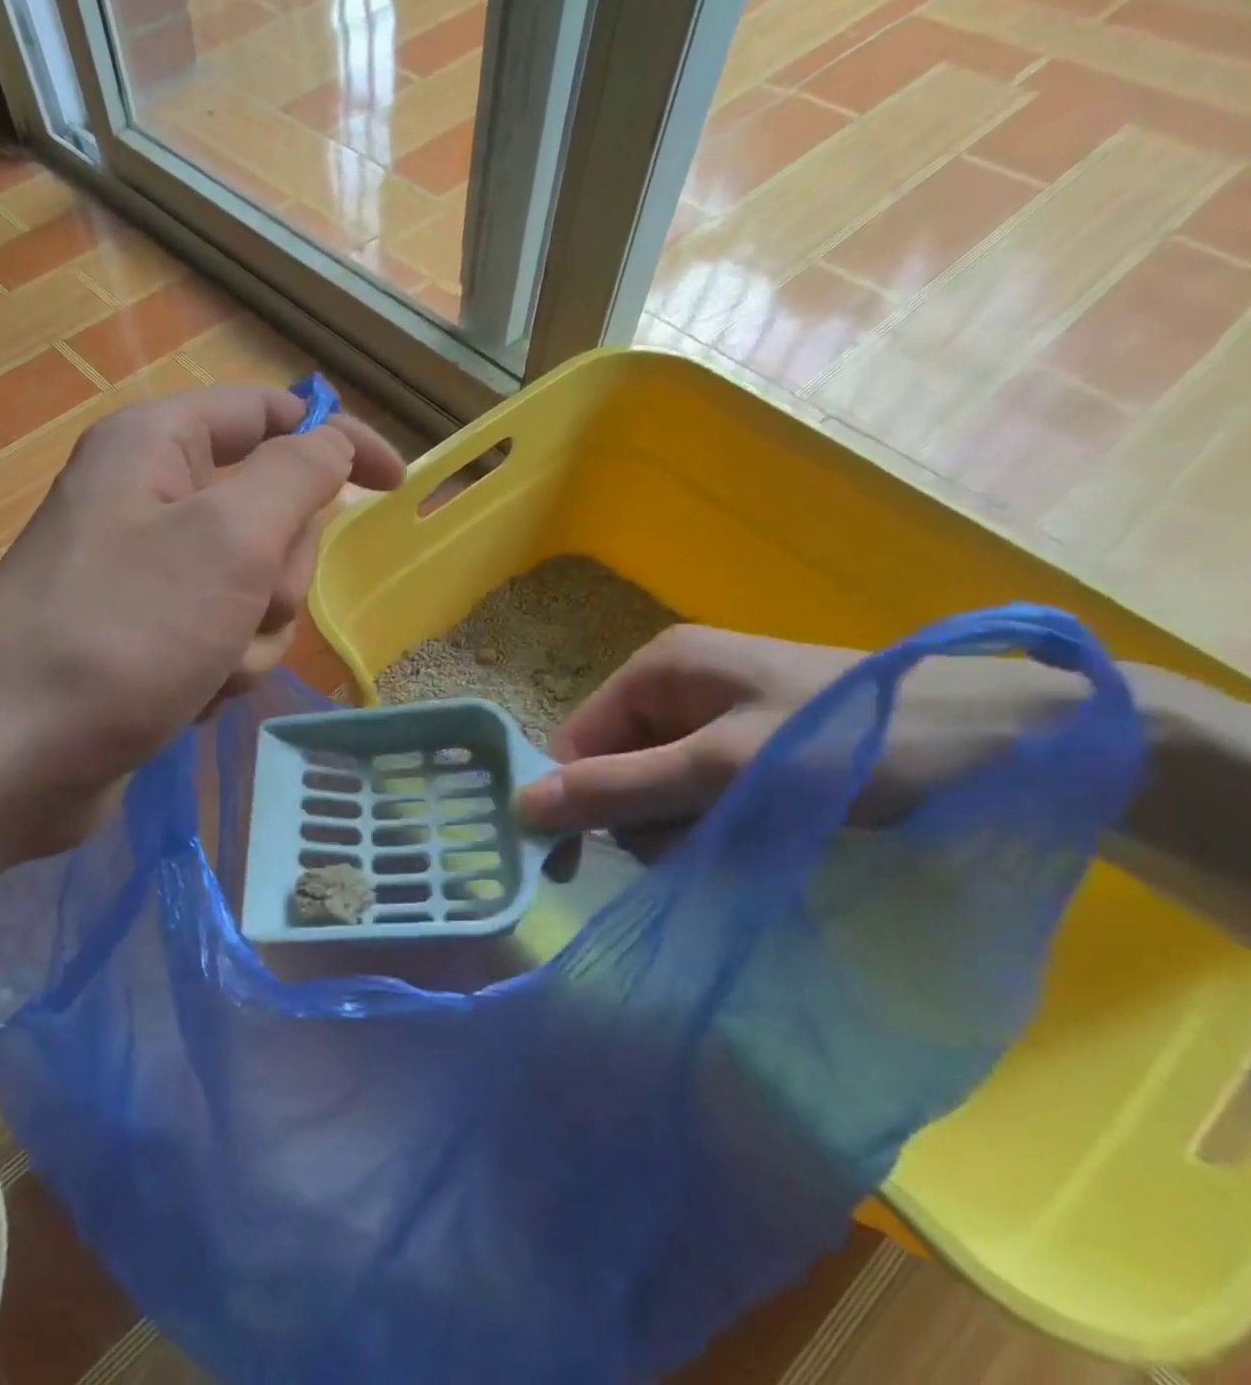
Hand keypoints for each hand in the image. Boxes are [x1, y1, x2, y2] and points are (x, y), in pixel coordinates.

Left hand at [0, 385, 403, 865]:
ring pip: (252, 590)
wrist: (7, 758)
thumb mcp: (227, 540)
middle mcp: (148, 498)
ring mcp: (144, 575)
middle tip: (246, 608)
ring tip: (204, 667)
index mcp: (156, 445)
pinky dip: (218, 670)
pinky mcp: (143, 638)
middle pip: (269, 514)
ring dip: (249, 636)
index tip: (394, 485)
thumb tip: (333, 442)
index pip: (271, 415)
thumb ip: (295, 476)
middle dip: (276, 575)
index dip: (339, 441)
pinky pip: (220, 638)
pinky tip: (183, 697)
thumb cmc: (120, 634)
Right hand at [515, 625, 1087, 835]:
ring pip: (655, 787)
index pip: (575, 740)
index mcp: (656, 668)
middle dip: (643, 816)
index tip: (582, 865)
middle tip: (699, 844)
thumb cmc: (856, 743)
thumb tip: (519, 806)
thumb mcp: (725, 769)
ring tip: (742, 841)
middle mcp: (675, 685)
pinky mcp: (750, 744)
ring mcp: (715, 714)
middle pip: (614, 765)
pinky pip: (698, 792)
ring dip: (682, 828)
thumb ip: (620, 787)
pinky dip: (715, 825)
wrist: (1015, 744)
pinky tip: (758, 836)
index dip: (575, 799)